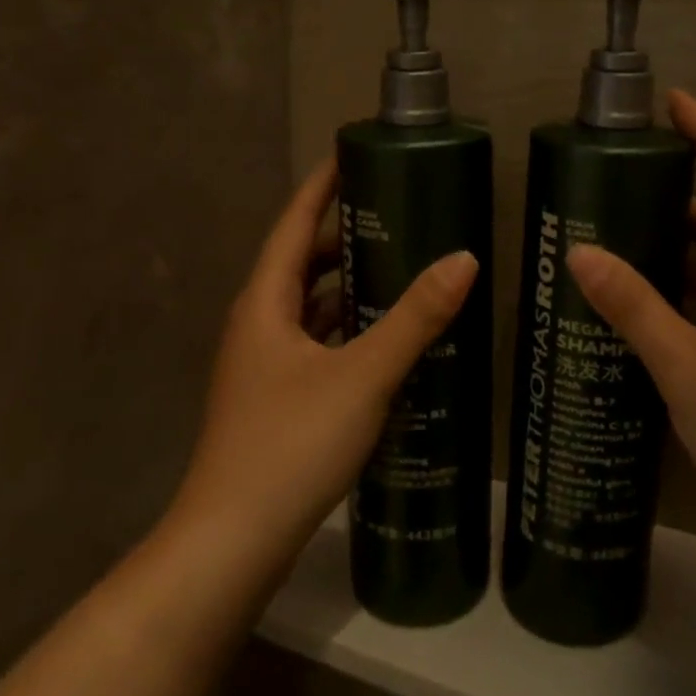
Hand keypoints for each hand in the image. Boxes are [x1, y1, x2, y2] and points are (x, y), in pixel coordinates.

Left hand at [170, 160, 478, 561]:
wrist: (232, 541)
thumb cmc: (289, 443)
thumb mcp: (362, 375)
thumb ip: (414, 318)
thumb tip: (463, 259)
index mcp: (265, 302)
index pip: (294, 224)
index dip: (322, 186)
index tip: (354, 155)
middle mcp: (258, 324)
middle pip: (303, 263)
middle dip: (347, 237)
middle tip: (400, 217)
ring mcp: (264, 365)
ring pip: (311, 308)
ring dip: (350, 287)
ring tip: (403, 271)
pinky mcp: (276, 399)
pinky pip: (317, 344)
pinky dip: (348, 331)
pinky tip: (385, 342)